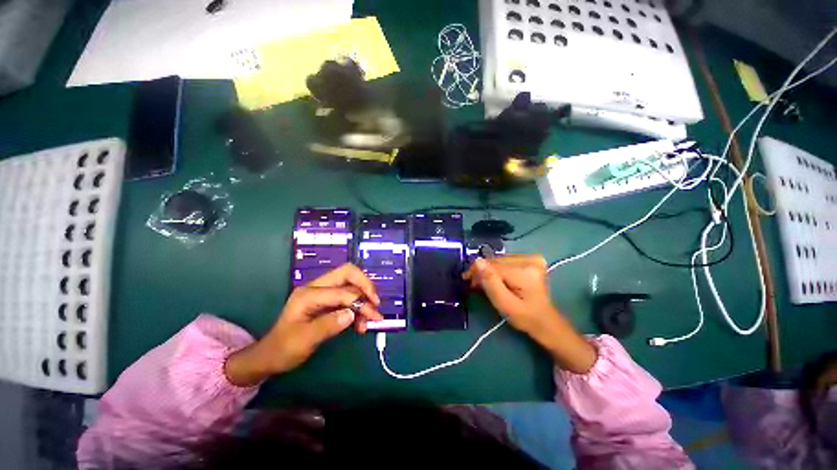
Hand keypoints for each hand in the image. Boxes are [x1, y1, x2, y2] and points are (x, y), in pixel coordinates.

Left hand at [225, 264, 381, 385]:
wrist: (270, 356)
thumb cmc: (283, 349)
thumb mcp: (304, 340)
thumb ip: (328, 325)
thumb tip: (352, 314)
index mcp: (309, 294)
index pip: (342, 291)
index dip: (360, 302)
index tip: (374, 316)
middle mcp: (317, 287)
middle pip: (348, 273)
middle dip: (365, 286)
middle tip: (375, 303)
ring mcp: (322, 293)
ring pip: (350, 284)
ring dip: (363, 298)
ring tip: (368, 320)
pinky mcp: (327, 301)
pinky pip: (348, 296)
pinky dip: (358, 306)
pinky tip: (360, 322)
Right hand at [463, 254, 596, 373]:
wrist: (545, 321)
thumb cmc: (525, 317)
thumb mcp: (504, 304)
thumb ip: (490, 282)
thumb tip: (477, 261)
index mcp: (525, 272)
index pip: (494, 266)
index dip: (478, 271)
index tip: (466, 279)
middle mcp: (530, 260)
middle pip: (496, 261)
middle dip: (482, 271)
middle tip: (473, 283)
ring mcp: (532, 258)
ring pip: (499, 260)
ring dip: (488, 270)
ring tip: (481, 281)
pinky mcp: (531, 260)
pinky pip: (506, 261)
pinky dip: (497, 268)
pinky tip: (492, 277)